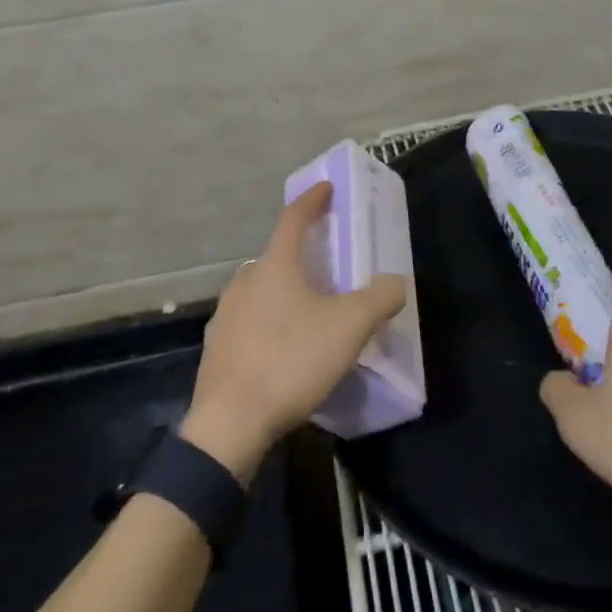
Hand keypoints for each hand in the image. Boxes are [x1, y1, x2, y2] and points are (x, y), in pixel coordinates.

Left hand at [181, 182, 406, 482]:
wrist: (230, 423)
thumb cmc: (291, 360)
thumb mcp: (349, 328)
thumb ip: (378, 299)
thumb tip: (395, 283)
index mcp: (275, 266)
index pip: (294, 218)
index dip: (313, 200)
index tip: (326, 188)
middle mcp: (245, 281)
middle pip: (277, 257)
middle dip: (301, 255)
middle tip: (327, 265)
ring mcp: (225, 315)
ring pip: (261, 291)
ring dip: (284, 292)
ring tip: (308, 311)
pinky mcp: (217, 348)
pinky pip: (249, 323)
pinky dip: (268, 323)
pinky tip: (283, 348)